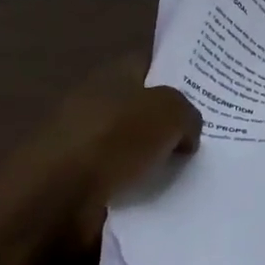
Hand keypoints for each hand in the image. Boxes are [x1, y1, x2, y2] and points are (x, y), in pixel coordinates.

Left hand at [61, 83, 201, 257]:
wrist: (53, 200)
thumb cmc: (112, 140)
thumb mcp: (169, 112)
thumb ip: (188, 114)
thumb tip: (186, 133)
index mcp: (112, 75)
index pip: (151, 63)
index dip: (179, 73)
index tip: (209, 90)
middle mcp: (97, 103)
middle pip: (145, 107)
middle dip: (173, 121)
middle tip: (210, 135)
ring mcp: (86, 144)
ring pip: (136, 146)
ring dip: (158, 158)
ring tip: (195, 170)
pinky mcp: (80, 183)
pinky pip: (124, 180)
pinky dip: (142, 188)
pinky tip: (167, 195)